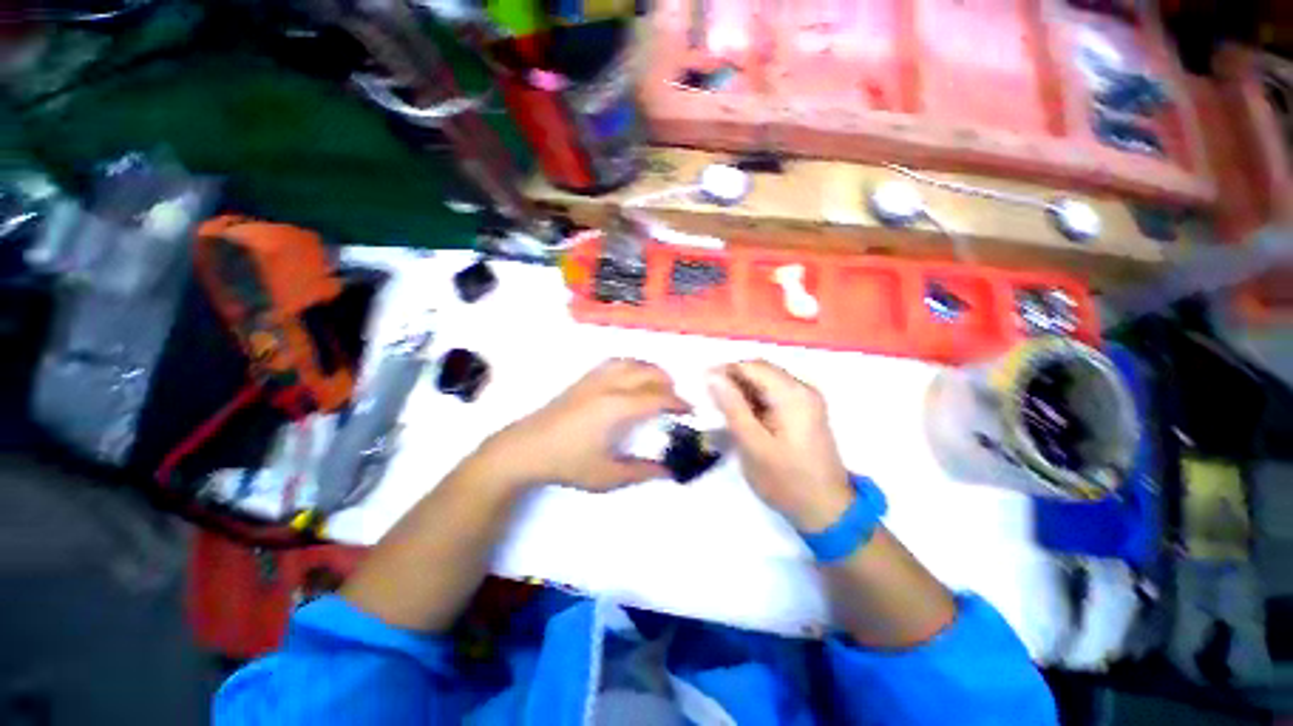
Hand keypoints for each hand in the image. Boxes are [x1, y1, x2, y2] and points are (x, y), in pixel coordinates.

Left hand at [481, 359, 688, 491]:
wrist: (524, 448)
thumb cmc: (566, 463)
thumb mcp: (607, 476)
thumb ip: (642, 472)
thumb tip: (669, 470)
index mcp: (617, 407)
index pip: (657, 397)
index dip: (678, 402)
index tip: (689, 412)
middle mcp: (609, 385)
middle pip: (648, 372)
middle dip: (668, 383)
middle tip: (674, 402)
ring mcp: (594, 379)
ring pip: (631, 361)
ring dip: (650, 370)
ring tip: (656, 387)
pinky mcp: (582, 379)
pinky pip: (614, 362)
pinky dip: (632, 366)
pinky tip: (630, 381)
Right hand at [708, 361, 854, 531]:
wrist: (826, 509)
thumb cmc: (787, 481)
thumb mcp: (753, 445)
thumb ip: (732, 407)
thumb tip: (712, 376)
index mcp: (793, 394)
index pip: (752, 366)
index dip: (723, 370)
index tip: (700, 383)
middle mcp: (802, 388)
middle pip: (759, 370)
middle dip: (731, 379)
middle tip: (707, 397)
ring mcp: (805, 398)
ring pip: (764, 381)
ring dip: (740, 389)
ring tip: (719, 406)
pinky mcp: (803, 409)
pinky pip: (772, 393)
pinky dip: (753, 399)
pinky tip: (739, 413)